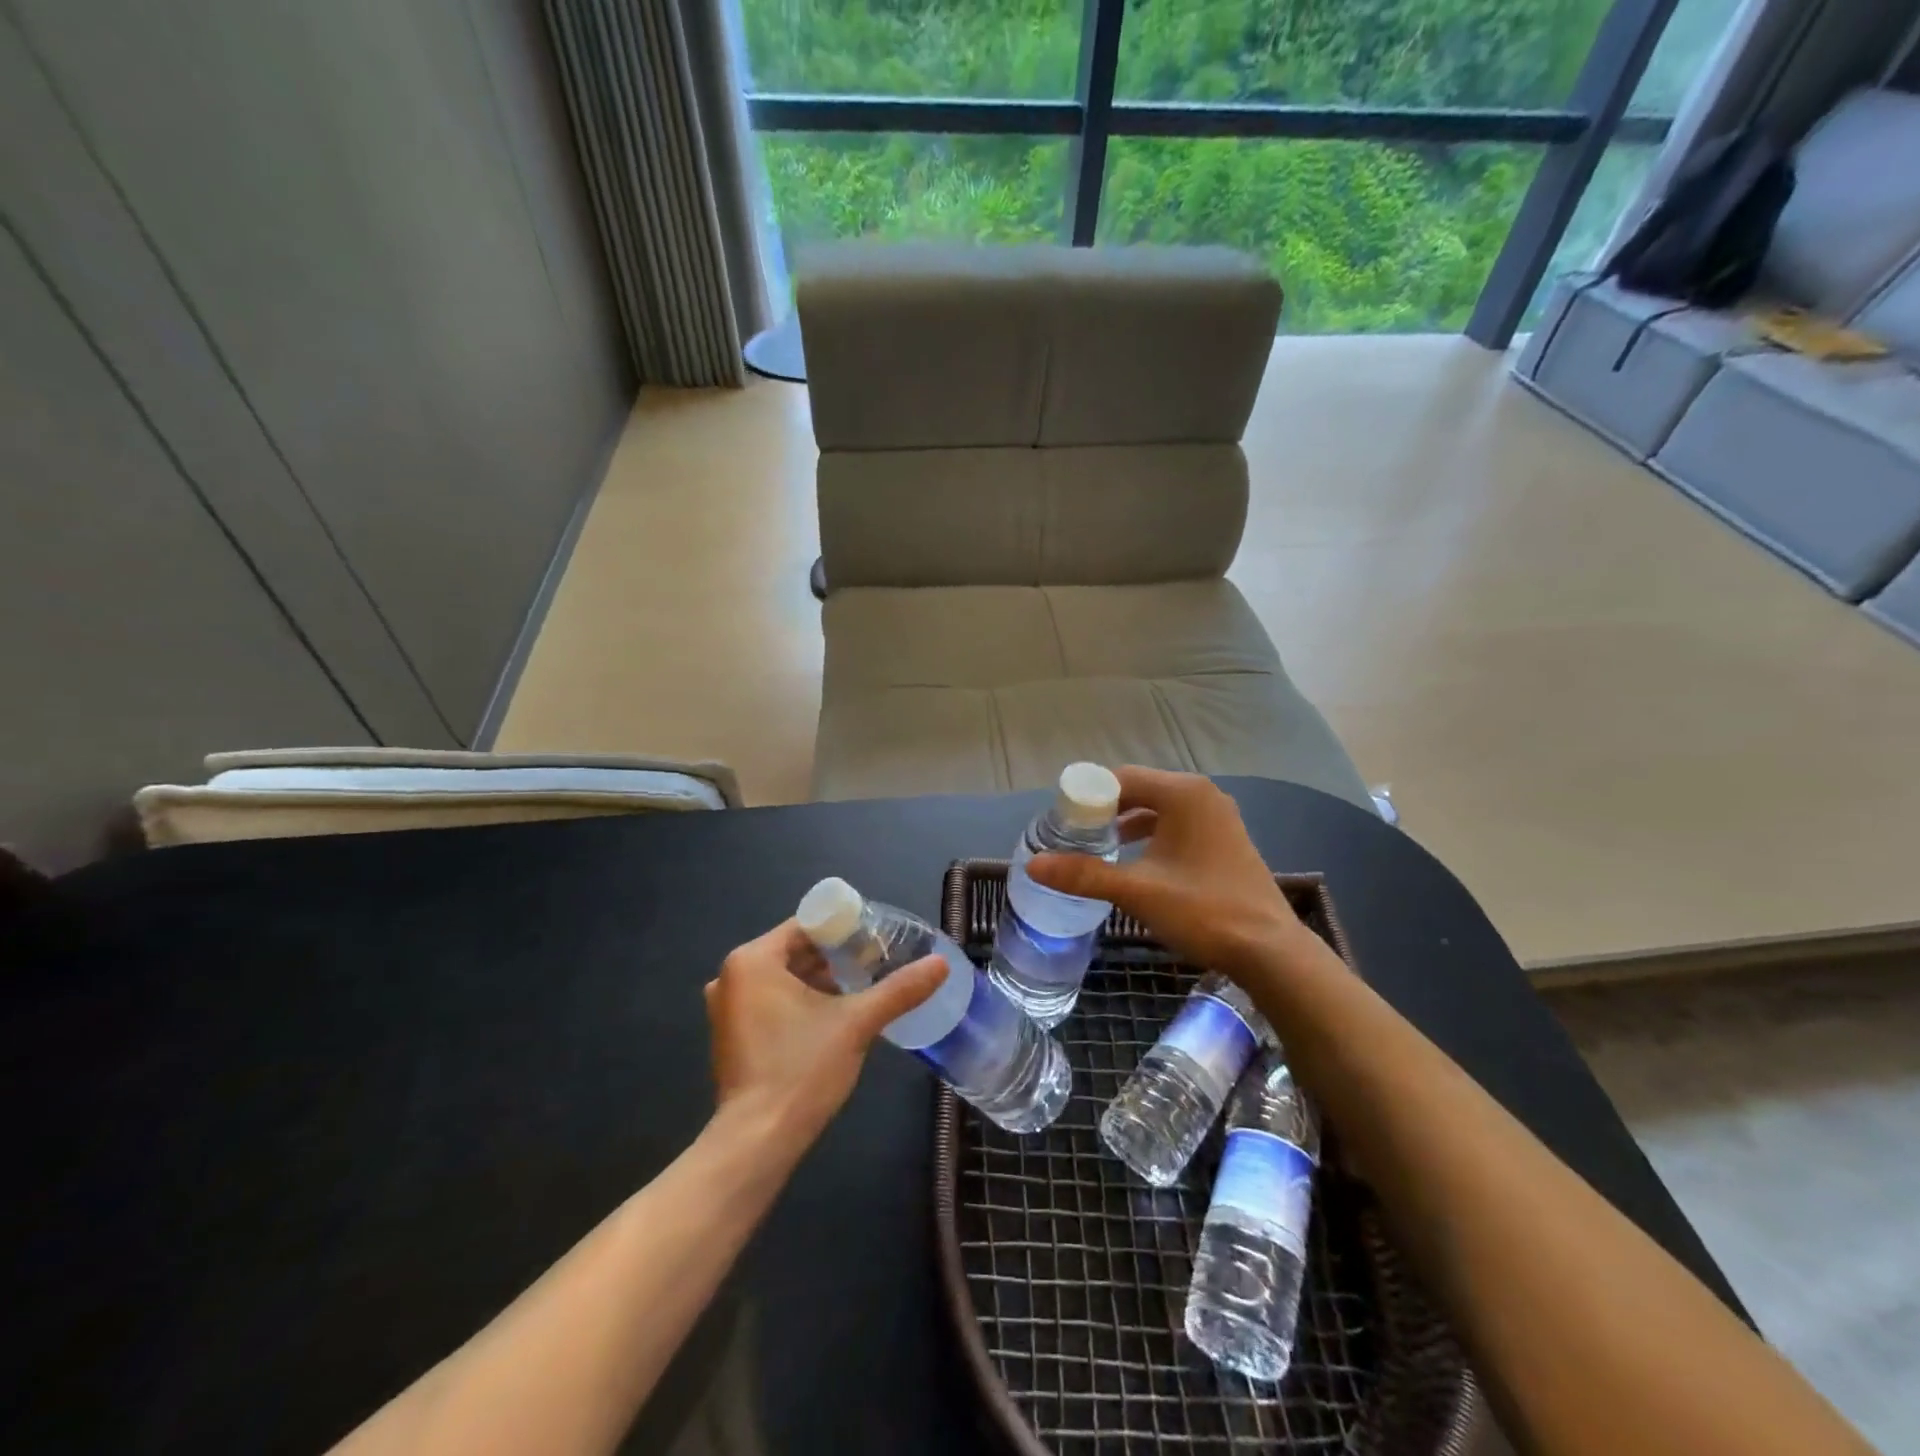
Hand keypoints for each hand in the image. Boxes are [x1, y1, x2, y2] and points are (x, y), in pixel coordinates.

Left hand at [704, 920, 945, 1154]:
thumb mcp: (857, 1023)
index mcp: (752, 960)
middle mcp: (731, 977)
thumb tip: (940, 964)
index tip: (877, 939)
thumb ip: (899, 990)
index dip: (844, 929)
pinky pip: (772, 1001)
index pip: (805, 926)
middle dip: (836, 957)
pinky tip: (835, 1015)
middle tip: (877, 962)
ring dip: (821, 980)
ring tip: (863, 986)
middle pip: (794, 951)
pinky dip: (801, 1001)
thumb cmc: (801, 1069)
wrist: (758, 1142)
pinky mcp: (732, 1036)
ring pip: (784, 978)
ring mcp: (727, 1009)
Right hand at [1026, 767, 1308, 974]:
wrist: (1269, 950)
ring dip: (1127, 824)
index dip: (1087, 798)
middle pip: (1138, 790)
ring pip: (1158, 808)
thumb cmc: (1203, 910)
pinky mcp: (1224, 838)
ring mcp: (1217, 816)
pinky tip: (1135, 861)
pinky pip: (1176, 824)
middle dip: (1104, 811)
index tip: (1063, 824)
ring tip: (1098, 849)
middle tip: (1075, 838)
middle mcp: (1202, 794)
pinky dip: (1151, 835)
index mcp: (1182, 793)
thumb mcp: (1137, 891)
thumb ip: (1084, 874)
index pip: (1120, 778)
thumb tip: (1033, 865)